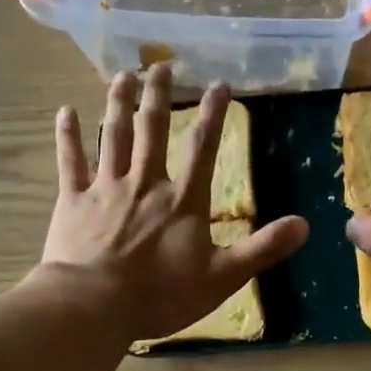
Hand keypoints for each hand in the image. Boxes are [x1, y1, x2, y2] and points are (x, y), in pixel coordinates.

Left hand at [40, 64, 306, 341]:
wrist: (95, 305)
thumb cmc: (161, 295)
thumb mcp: (223, 277)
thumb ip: (262, 249)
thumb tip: (305, 225)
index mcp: (183, 201)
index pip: (203, 149)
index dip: (212, 115)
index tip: (218, 84)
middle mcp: (145, 183)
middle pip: (152, 130)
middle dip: (158, 95)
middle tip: (160, 64)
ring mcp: (106, 188)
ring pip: (113, 136)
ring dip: (118, 103)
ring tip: (123, 75)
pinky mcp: (73, 202)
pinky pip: (71, 161)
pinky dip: (68, 136)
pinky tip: (65, 111)